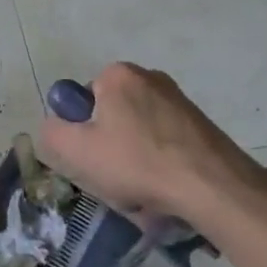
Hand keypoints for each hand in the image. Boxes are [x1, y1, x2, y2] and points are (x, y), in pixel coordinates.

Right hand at [36, 63, 266, 230]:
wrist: (214, 188)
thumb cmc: (137, 162)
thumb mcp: (75, 150)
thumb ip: (52, 132)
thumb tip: (56, 127)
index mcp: (118, 75)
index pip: (83, 100)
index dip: (83, 131)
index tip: (93, 157)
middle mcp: (150, 77)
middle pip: (112, 117)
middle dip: (109, 147)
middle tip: (114, 178)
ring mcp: (180, 101)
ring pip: (139, 134)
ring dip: (135, 160)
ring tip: (142, 191)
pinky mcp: (202, 125)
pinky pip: (165, 145)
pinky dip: (160, 166)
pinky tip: (165, 190)